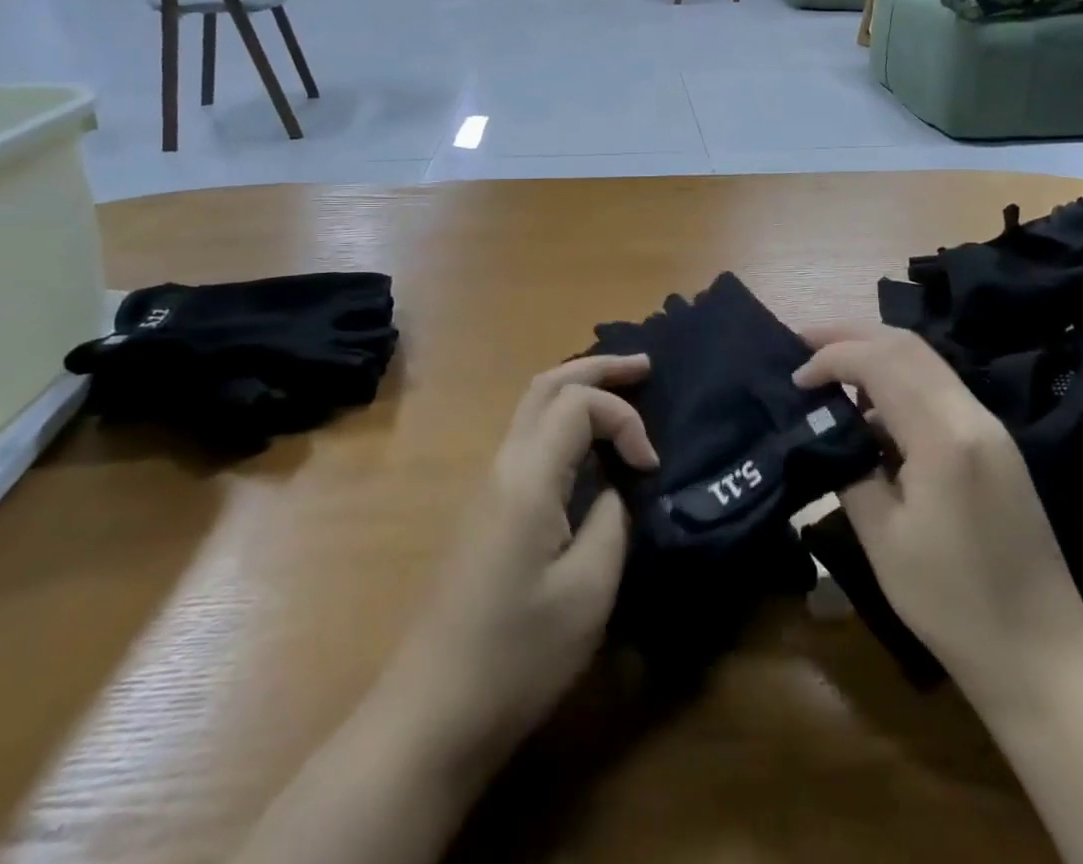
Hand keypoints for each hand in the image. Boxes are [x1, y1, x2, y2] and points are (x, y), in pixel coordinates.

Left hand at [382, 353, 656, 773]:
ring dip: (579, 389)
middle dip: (598, 368)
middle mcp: (503, 465)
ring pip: (532, 408)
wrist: (431, 714)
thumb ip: (613, 519)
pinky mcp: (485, 511)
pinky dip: (564, 420)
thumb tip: (615, 488)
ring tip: (623, 393)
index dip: (625, 419)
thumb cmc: (516, 656)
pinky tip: (588, 443)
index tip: (650, 468)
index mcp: (527, 476)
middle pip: (547, 385)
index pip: (579, 403)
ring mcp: (488, 486)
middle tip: (645, 367)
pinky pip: (528, 438)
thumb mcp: (588, 591)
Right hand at [794, 325, 1082, 700]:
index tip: (795, 380)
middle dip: (851, 334)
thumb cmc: (953, 604)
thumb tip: (831, 431)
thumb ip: (851, 468)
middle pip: (906, 344)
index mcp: (943, 436)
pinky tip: (872, 407)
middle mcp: (972, 415)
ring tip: (831, 369)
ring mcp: (990, 426)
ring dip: (876, 352)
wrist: (1043, 655)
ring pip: (926, 360)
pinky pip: (940, 388)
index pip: (879, 362)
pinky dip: (900, 379)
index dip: (831, 359)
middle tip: (804, 341)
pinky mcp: (995, 443)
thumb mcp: (883, 538)